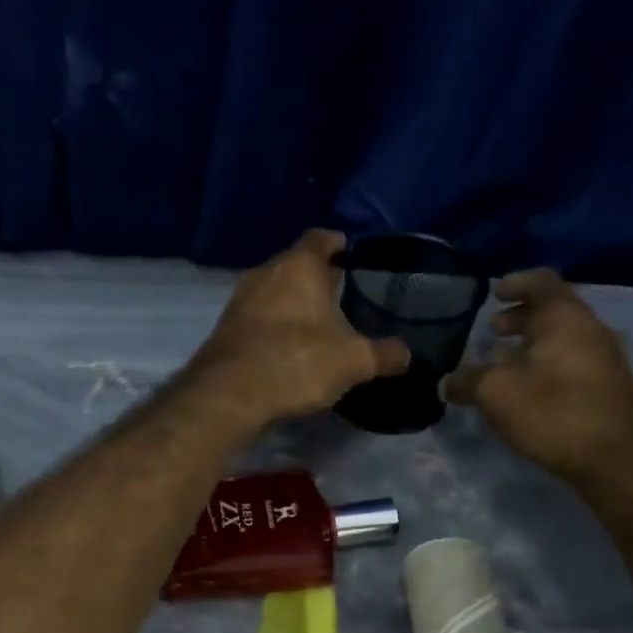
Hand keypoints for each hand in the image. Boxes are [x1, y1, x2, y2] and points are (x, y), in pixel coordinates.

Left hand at [189, 229, 410, 423]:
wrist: (229, 394)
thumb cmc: (297, 361)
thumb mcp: (353, 361)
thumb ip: (384, 354)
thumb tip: (407, 354)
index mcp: (299, 266)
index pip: (321, 239)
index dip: (338, 244)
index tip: (352, 255)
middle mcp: (266, 272)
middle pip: (296, 265)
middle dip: (317, 279)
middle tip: (342, 295)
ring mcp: (240, 300)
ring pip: (274, 292)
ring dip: (293, 303)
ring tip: (317, 324)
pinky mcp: (225, 328)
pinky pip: (258, 317)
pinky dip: (274, 325)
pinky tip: (288, 347)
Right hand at [445, 270, 632, 481]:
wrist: (615, 460)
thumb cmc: (553, 413)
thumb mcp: (496, 394)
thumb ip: (468, 382)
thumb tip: (447, 382)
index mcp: (565, 318)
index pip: (542, 281)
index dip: (516, 283)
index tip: (495, 294)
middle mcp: (591, 330)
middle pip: (555, 310)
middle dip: (522, 317)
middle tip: (494, 329)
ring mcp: (606, 359)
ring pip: (565, 338)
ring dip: (534, 343)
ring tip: (506, 362)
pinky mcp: (610, 388)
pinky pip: (574, 362)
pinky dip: (548, 364)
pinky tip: (530, 389)